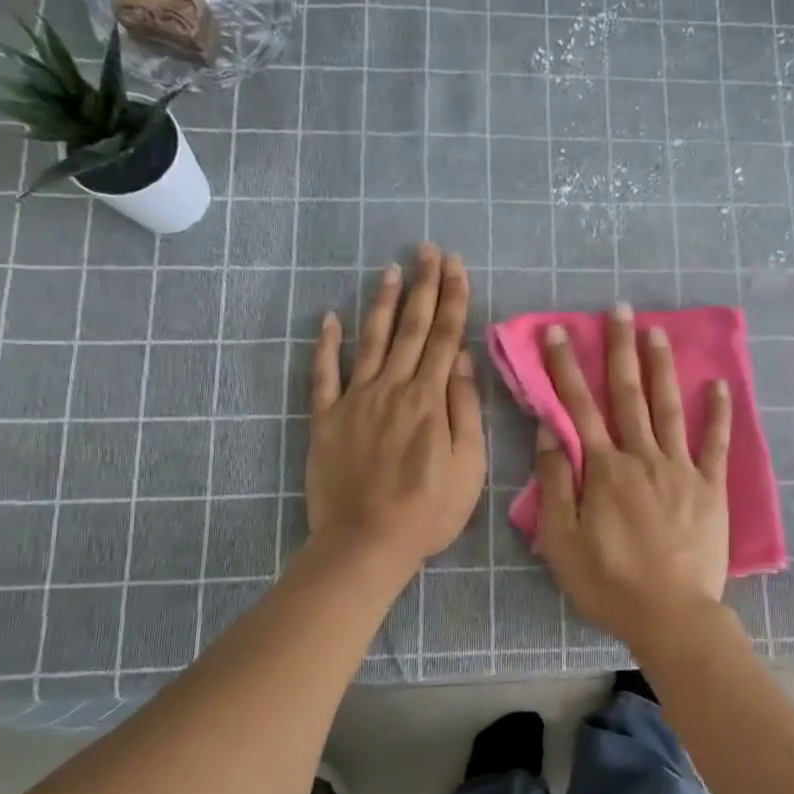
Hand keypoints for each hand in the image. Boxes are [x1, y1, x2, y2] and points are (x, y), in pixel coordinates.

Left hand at [307, 244, 484, 570]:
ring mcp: (355, 401)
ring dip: (382, 303)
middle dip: (423, 286)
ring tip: (391, 270)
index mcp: (430, 399)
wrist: (366, 543)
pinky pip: (324, 375)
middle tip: (428, 250)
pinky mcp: (326, 419)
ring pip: (371, 340)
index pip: (445, 337)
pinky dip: (326, 344)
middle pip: (411, 328)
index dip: (452, 298)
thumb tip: (462, 360)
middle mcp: (392, 388)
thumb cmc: (429, 510)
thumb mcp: (469, 466)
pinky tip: (329, 318)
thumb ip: (465, 409)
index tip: (456, 265)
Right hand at [534, 304, 732, 646]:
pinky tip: (720, 384)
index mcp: (604, 469)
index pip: (578, 408)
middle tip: (619, 310)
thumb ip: (555, 484)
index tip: (559, 332)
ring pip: (669, 407)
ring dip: (661, 367)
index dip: (566, 368)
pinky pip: (715, 443)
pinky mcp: (710, 487)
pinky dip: (719, 413)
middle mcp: (642, 457)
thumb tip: (549, 434)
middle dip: (620, 350)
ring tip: (657, 331)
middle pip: (628, 395)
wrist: (671, 614)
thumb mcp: (561, 541)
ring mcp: (681, 469)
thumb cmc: (608, 582)